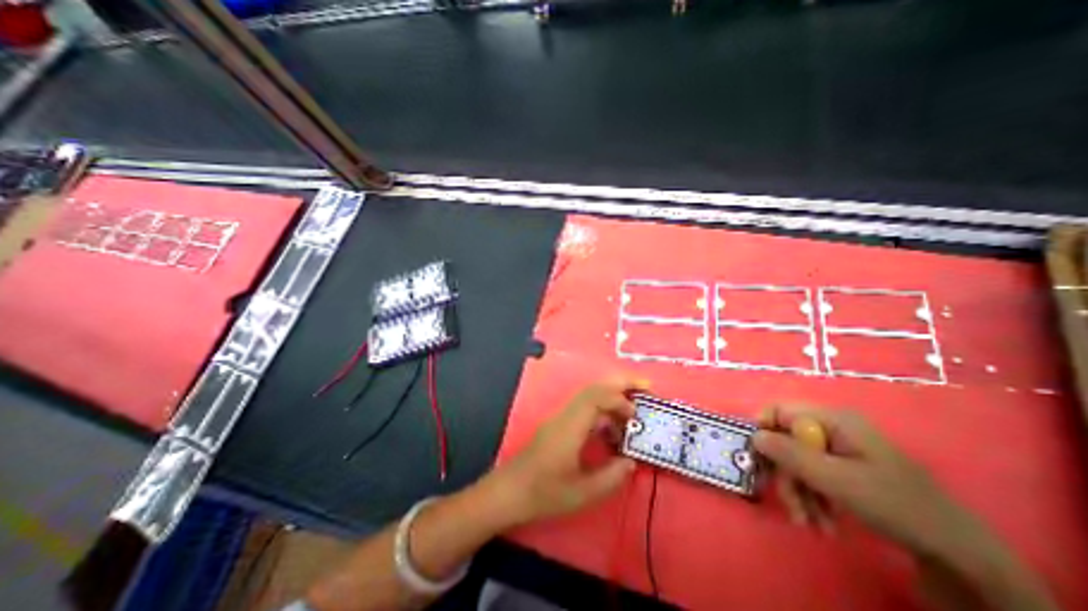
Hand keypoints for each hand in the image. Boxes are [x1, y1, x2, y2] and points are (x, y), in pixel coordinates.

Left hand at [491, 374, 644, 522]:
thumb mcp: (582, 493)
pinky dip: (602, 412)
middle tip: (645, 388)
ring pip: (589, 396)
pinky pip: (585, 409)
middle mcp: (566, 415)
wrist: (510, 491)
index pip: (596, 398)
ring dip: (612, 398)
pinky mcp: (560, 425)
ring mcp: (561, 418)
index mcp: (570, 427)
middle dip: (620, 384)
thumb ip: (611, 476)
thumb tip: (631, 460)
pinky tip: (611, 432)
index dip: (620, 400)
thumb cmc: (543, 493)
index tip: (637, 416)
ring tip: (632, 414)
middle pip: (594, 388)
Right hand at [754, 403, 974, 554]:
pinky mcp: (844, 470)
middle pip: (786, 441)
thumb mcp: (835, 479)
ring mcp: (839, 450)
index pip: (779, 411)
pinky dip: (812, 498)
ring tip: (811, 523)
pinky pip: (812, 475)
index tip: (758, 458)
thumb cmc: (893, 504)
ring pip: (797, 462)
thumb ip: (789, 453)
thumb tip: (753, 436)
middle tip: (794, 506)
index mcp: (832, 420)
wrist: (957, 553)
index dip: (763, 430)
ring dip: (799, 492)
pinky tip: (823, 522)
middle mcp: (832, 429)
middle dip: (786, 475)